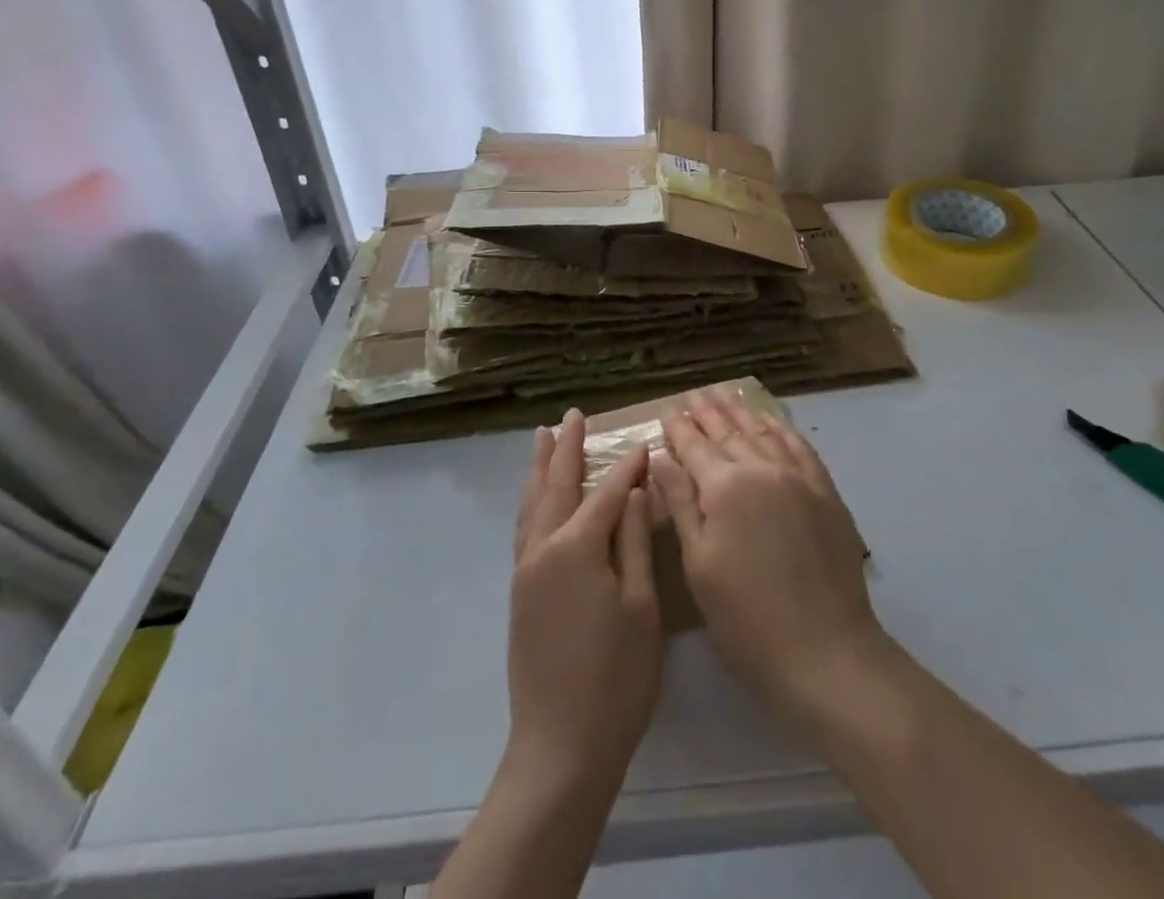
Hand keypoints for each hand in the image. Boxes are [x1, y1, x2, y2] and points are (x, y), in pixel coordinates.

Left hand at [507, 409, 662, 783]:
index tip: (644, 444)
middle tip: (573, 415)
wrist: (561, 748)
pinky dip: (532, 501)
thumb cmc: (615, 679)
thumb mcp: (640, 608)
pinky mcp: (519, 593)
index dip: (627, 469)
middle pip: (557, 486)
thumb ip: (632, 542)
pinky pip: (525, 528)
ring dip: (541, 468)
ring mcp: (526, 571)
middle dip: (567, 448)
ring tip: (544, 438)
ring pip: (533, 504)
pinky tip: (537, 498)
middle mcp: (543, 549)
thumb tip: (631, 491)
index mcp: (576, 548)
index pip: (605, 494)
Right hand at [650, 391, 889, 720]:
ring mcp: (799, 478)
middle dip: (709, 412)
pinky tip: (771, 421)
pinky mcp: (826, 492)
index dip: (679, 428)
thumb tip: (661, 459)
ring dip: (742, 412)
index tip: (667, 410)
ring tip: (726, 395)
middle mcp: (763, 469)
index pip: (695, 447)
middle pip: (730, 432)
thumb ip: (681, 504)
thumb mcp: (699, 565)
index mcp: (726, 488)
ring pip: (764, 432)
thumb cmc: (747, 618)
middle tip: (694, 394)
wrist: (826, 651)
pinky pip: (799, 447)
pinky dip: (781, 429)